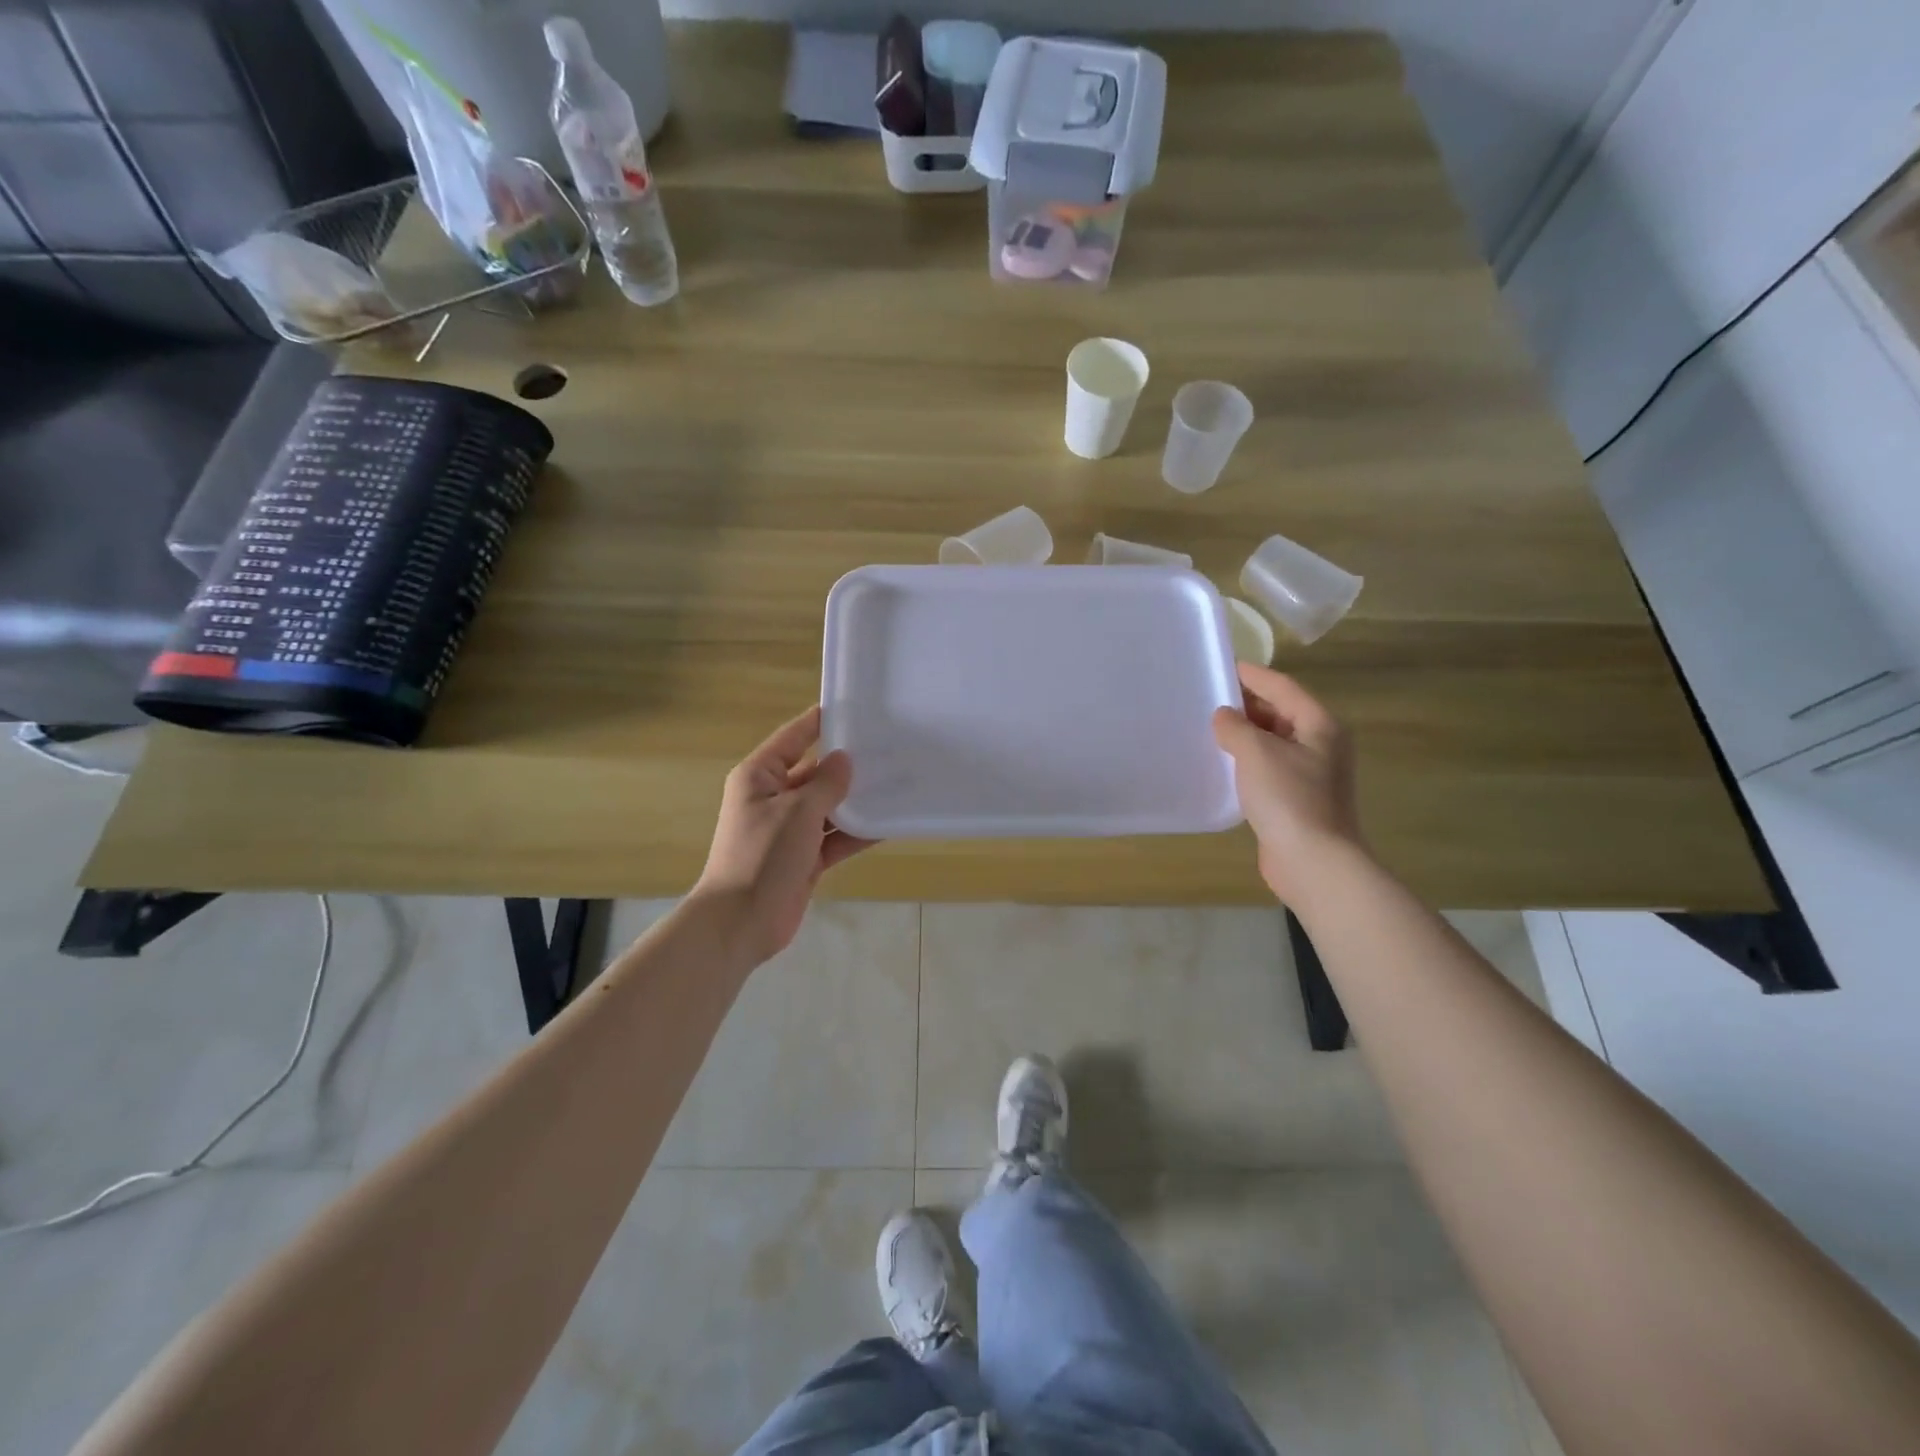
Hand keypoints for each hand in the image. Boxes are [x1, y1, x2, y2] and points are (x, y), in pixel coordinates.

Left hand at [693, 706, 875, 965]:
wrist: (741, 922)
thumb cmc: (762, 856)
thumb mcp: (797, 811)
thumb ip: (826, 783)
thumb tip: (845, 759)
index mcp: (760, 776)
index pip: (794, 737)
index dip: (821, 722)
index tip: (855, 708)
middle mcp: (774, 797)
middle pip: (815, 772)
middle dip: (847, 764)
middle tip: (889, 748)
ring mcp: (790, 830)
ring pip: (829, 806)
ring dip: (857, 799)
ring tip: (897, 782)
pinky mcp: (805, 857)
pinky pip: (835, 837)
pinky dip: (857, 832)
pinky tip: (888, 823)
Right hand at [1212, 664, 1364, 903]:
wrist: (1313, 861)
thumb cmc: (1288, 798)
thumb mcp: (1256, 752)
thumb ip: (1235, 726)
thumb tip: (1224, 716)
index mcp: (1319, 725)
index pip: (1282, 687)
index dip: (1252, 675)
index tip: (1221, 666)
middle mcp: (1320, 744)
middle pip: (1280, 712)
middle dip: (1246, 704)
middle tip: (1207, 697)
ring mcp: (1311, 774)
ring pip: (1273, 742)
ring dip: (1244, 734)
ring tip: (1208, 728)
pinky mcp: (1296, 800)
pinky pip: (1268, 768)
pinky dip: (1247, 761)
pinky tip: (1222, 765)